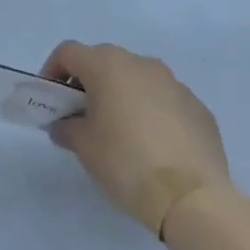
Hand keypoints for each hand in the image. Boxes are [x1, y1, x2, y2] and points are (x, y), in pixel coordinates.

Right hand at [43, 41, 231, 237]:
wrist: (191, 196)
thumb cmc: (126, 162)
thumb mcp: (84, 147)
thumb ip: (67, 128)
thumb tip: (65, 124)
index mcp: (108, 66)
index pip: (69, 52)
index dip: (53, 71)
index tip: (51, 100)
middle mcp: (141, 64)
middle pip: (104, 62)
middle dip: (88, 84)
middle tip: (82, 117)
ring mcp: (174, 83)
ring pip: (137, 79)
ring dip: (122, 96)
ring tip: (119, 133)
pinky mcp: (198, 107)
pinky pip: (164, 101)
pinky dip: (151, 113)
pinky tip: (153, 147)